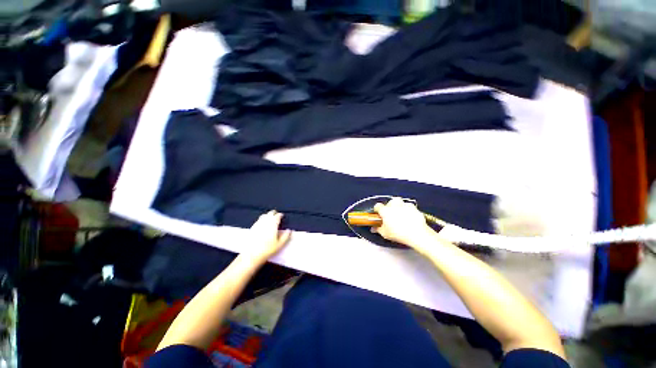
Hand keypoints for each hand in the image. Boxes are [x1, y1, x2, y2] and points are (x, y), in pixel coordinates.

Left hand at [243, 210, 290, 262]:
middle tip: (277, 216)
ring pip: (264, 215)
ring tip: (270, 218)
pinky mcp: (252, 227)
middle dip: (274, 213)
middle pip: (270, 213)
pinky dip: (262, 219)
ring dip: (268, 215)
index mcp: (273, 224)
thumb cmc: (267, 249)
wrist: (251, 255)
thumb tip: (289, 230)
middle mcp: (265, 221)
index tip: (282, 216)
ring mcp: (258, 224)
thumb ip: (286, 236)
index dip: (280, 215)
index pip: (278, 216)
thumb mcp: (280, 244)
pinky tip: (262, 224)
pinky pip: (258, 220)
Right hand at [373, 198, 437, 253]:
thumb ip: (378, 229)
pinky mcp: (413, 208)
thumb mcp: (385, 234)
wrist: (416, 234)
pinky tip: (408, 217)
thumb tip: (375, 228)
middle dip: (389, 207)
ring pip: (399, 202)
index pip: (378, 206)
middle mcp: (394, 205)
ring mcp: (404, 205)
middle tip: (390, 215)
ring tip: (399, 215)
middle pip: (389, 202)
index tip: (378, 214)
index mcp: (385, 210)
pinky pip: (408, 206)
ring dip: (398, 207)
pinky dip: (407, 210)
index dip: (377, 210)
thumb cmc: (400, 233)